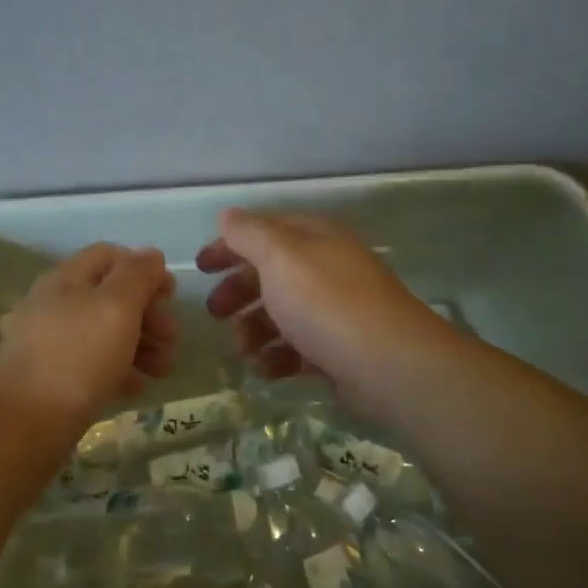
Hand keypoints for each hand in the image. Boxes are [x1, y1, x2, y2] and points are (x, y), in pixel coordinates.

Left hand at [0, 244, 177, 435]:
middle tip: (172, 339)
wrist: (24, 425)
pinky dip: (118, 369)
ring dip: (140, 344)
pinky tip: (136, 388)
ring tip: (164, 370)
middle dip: (148, 313)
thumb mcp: (116, 307)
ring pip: (103, 332)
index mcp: (65, 278)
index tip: (171, 296)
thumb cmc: (77, 358)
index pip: (110, 256)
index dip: (145, 269)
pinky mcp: (49, 377)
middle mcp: (53, 304)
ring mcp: (48, 342)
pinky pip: (91, 363)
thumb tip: (151, 255)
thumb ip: (137, 275)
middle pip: (110, 296)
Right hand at [196, 209, 445, 406]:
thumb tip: (229, 216)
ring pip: (283, 314)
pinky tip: (265, 370)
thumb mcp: (280, 257)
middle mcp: (328, 268)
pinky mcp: (341, 349)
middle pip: (272, 274)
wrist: (387, 363)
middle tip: (214, 313)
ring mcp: (337, 310)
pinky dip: (277, 357)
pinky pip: (299, 348)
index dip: (230, 245)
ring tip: (241, 350)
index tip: (200, 267)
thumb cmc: (325, 301)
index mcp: (316, 238)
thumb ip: (249, 234)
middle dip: (239, 292)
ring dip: (254, 330)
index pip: (265, 232)